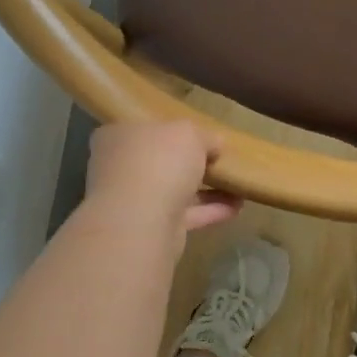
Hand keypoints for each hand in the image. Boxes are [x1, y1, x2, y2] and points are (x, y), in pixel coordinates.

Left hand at [84, 121, 240, 236]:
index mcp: (119, 137)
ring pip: (174, 190)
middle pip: (160, 161)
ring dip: (206, 189)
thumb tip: (215, 144)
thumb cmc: (158, 161)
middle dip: (190, 162)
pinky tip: (237, 206)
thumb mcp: (189, 133)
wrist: (141, 221)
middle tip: (219, 159)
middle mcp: (121, 168)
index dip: (172, 130)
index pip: (144, 128)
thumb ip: (204, 136)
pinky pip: (185, 214)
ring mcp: (134, 201)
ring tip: (237, 184)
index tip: (199, 135)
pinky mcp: (151, 228)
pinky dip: (210, 210)